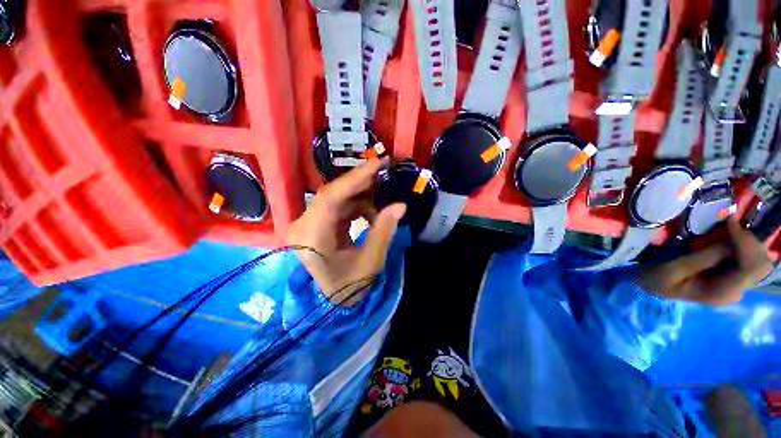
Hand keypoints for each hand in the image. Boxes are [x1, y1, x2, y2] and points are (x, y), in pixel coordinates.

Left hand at [285, 158, 405, 305]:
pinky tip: (370, 215)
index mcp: (312, 238)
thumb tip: (400, 205)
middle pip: (332, 194)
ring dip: (361, 198)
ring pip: (336, 198)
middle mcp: (303, 226)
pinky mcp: (315, 224)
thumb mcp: (370, 263)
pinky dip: (356, 207)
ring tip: (381, 207)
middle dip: (361, 183)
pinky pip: (337, 207)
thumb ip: (384, 231)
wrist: (328, 303)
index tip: (378, 163)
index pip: (331, 198)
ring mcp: (307, 224)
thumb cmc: (348, 288)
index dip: (355, 178)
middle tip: (385, 174)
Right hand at [637, 218, 772, 305]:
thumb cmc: (657, 279)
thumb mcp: (672, 270)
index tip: (729, 221)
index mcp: (722, 292)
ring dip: (746, 240)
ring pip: (759, 258)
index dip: (746, 242)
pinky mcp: (733, 275)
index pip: (752, 267)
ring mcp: (736, 283)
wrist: (652, 287)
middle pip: (760, 263)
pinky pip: (749, 257)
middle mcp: (736, 290)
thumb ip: (700, 260)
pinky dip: (742, 243)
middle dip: (749, 240)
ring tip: (727, 227)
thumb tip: (728, 242)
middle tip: (729, 222)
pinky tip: (728, 235)